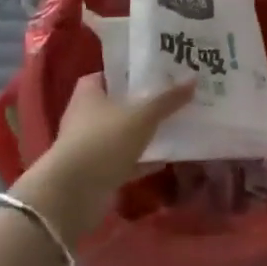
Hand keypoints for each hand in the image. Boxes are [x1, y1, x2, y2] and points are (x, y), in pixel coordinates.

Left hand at [12, 74, 193, 241]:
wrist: (73, 195)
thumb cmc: (104, 140)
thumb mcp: (142, 115)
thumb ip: (167, 99)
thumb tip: (193, 79)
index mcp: (90, 92)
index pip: (111, 73)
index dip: (132, 71)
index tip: (158, 71)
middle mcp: (86, 115)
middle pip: (119, 103)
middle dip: (143, 102)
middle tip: (173, 95)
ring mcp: (90, 146)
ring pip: (123, 133)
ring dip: (143, 133)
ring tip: (175, 124)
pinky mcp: (96, 172)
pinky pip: (125, 161)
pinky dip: (142, 160)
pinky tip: (166, 159)